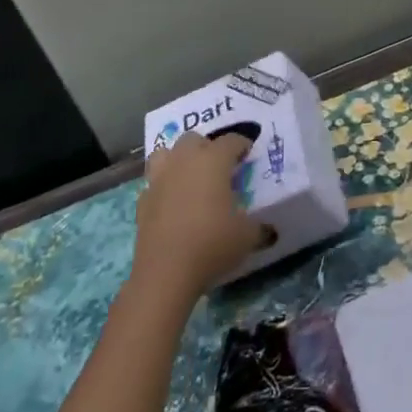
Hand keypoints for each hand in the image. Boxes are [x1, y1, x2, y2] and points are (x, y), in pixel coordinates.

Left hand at [130, 130, 268, 306]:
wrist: (166, 272)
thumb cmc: (212, 244)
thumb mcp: (247, 236)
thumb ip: (259, 228)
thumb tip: (269, 231)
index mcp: (213, 160)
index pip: (231, 140)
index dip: (242, 144)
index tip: (249, 153)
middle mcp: (184, 161)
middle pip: (194, 139)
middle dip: (207, 147)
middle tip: (219, 166)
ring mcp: (159, 180)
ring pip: (166, 153)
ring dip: (178, 158)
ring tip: (190, 175)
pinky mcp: (141, 201)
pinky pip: (153, 183)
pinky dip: (163, 187)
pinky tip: (171, 202)